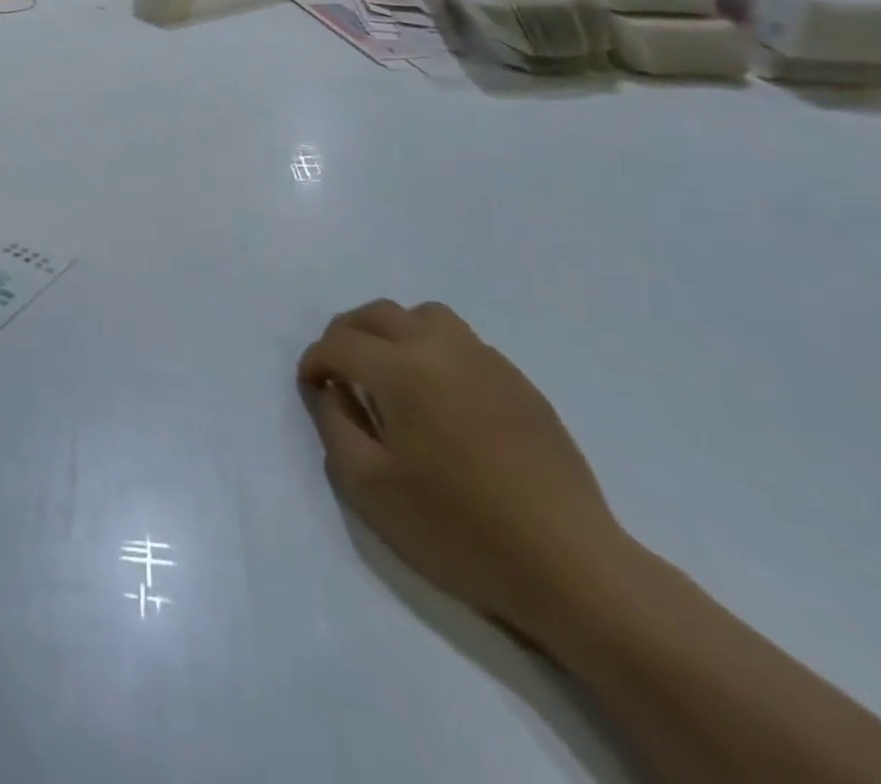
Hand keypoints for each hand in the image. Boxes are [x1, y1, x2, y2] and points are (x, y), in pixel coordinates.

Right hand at [297, 300, 636, 644]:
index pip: (340, 343)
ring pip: (425, 315)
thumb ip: (334, 425)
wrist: (570, 567)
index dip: (315, 360)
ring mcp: (487, 361)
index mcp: (401, 370)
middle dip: (346, 333)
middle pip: (378, 313)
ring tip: (389, 371)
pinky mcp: (519, 383)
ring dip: (394, 331)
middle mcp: (441, 349)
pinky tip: (440, 397)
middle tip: (339, 370)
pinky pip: (463, 342)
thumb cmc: (458, 529)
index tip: (311, 386)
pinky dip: (434, 350)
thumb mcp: (369, 486)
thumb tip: (328, 389)